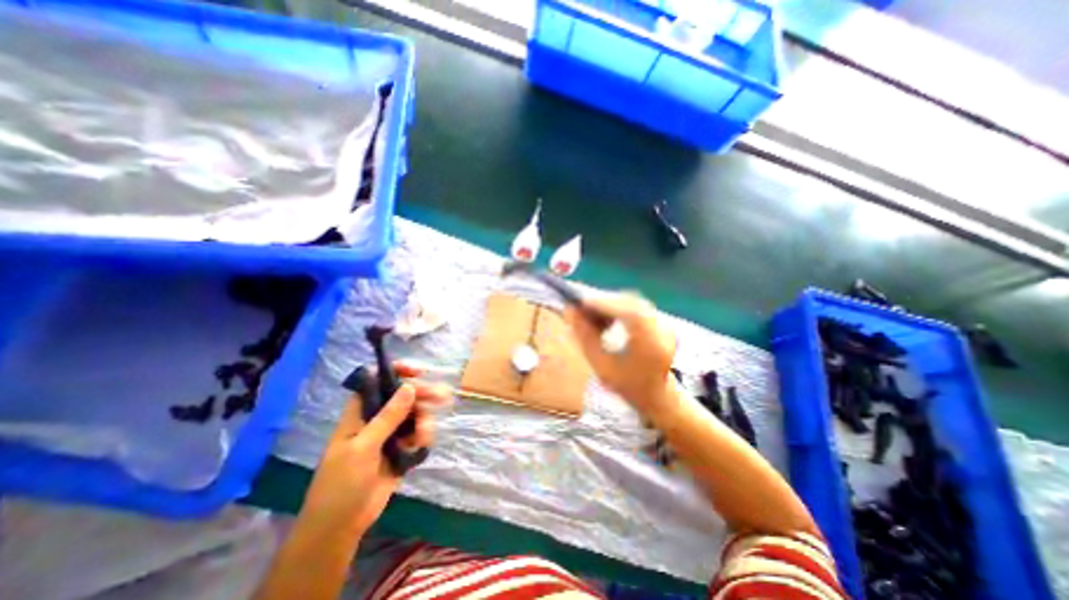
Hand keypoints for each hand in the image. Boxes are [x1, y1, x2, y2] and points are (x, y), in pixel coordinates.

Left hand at [298, 364, 453, 539]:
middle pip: (403, 395)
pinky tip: (422, 444)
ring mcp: (390, 433)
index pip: (377, 381)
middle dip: (422, 393)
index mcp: (360, 413)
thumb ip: (388, 417)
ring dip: (424, 419)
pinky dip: (424, 435)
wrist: (342, 526)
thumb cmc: (342, 483)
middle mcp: (377, 418)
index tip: (418, 372)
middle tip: (441, 395)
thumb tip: (409, 387)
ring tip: (424, 434)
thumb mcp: (364, 447)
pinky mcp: (401, 448)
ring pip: (414, 413)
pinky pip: (418, 432)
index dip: (396, 371)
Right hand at [566, 291, 674, 415]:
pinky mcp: (662, 321)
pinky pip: (637, 307)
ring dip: (611, 305)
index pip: (627, 311)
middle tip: (583, 310)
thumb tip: (571, 311)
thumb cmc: (628, 386)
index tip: (579, 304)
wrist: (657, 395)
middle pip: (630, 302)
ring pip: (632, 302)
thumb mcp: (601, 366)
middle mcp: (662, 329)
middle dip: (604, 303)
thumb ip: (586, 337)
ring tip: (594, 317)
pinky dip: (620, 308)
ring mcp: (665, 324)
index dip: (602, 303)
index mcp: (651, 343)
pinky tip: (609, 320)